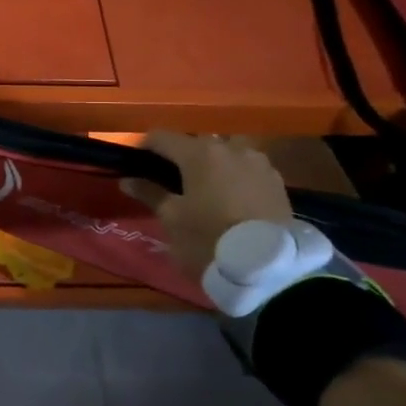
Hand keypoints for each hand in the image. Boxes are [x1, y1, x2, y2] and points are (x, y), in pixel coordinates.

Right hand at [122, 130, 292, 278]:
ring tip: (205, 187)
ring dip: (212, 163)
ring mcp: (258, 162)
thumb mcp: (171, 219)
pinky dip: (234, 175)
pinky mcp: (277, 181)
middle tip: (171, 179)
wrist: (270, 268)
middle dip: (181, 155)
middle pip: (196, 141)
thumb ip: (149, 193)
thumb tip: (128, 180)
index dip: (145, 147)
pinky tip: (230, 197)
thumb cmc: (209, 239)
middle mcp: (230, 148)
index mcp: (199, 153)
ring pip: (226, 152)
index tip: (137, 165)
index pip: (162, 137)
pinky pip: (247, 168)